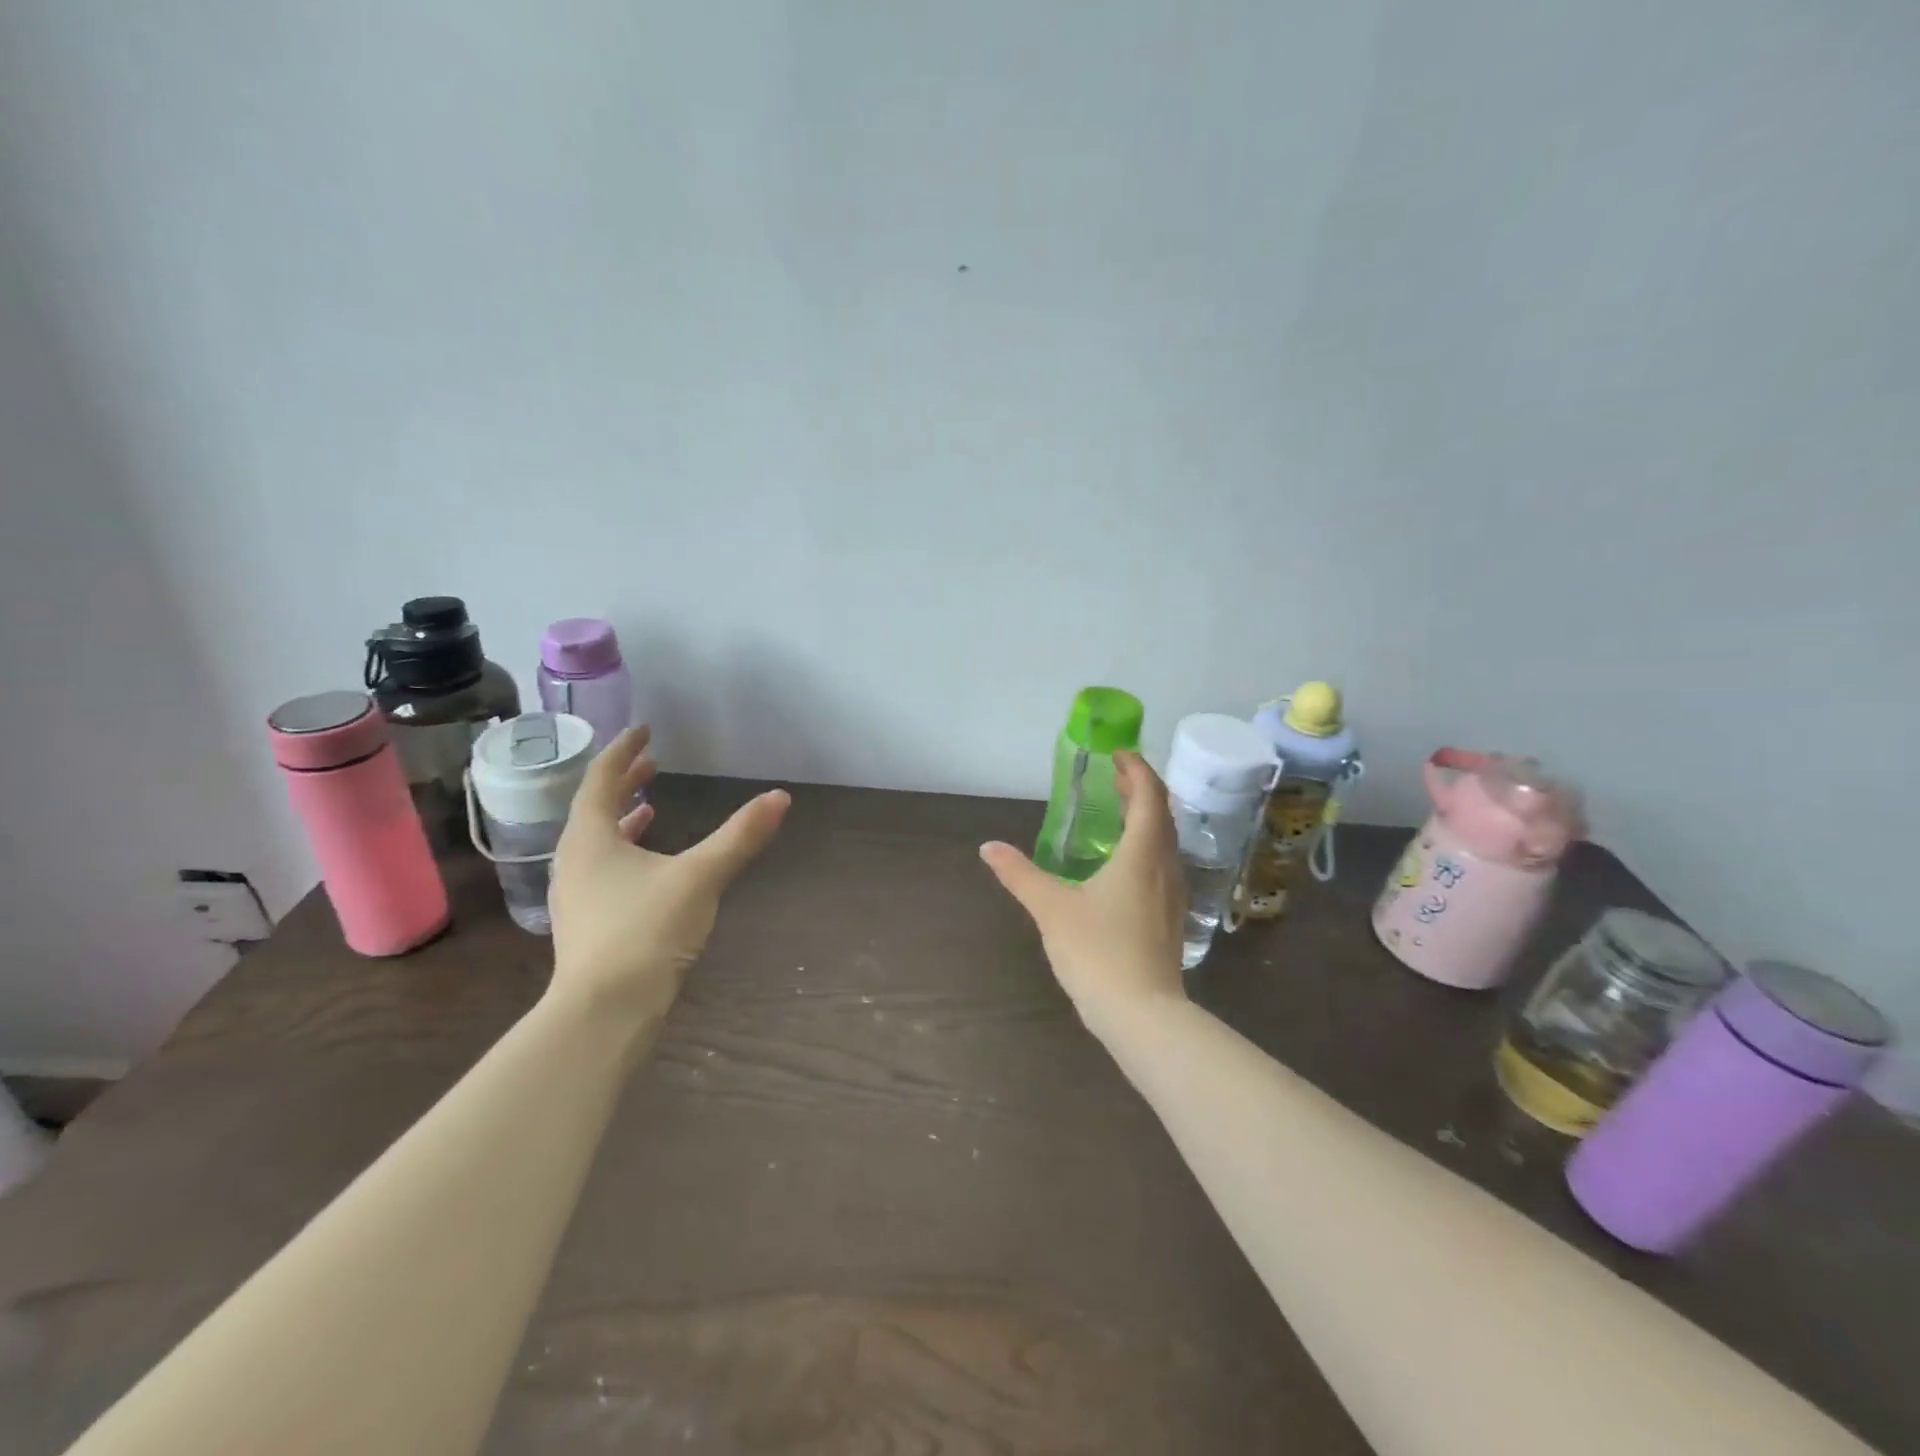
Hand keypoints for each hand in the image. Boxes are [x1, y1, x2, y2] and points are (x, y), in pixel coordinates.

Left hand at [548, 726, 789, 1024]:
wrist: (606, 1013)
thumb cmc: (646, 932)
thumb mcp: (700, 877)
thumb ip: (739, 836)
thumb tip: (779, 798)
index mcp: (589, 839)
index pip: (602, 780)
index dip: (623, 751)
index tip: (645, 731)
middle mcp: (574, 861)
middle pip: (595, 808)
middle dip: (624, 782)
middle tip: (652, 763)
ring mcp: (578, 895)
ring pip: (598, 841)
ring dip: (624, 819)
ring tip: (651, 806)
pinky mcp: (589, 922)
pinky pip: (605, 869)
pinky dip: (627, 852)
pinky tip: (651, 866)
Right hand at [980, 750, 1187, 1031]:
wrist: (1142, 1015)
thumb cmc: (1097, 952)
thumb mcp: (1051, 908)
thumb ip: (1019, 874)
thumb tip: (988, 847)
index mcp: (1141, 853)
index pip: (1149, 795)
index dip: (1136, 769)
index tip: (1118, 754)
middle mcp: (1164, 866)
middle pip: (1161, 814)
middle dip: (1140, 789)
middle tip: (1115, 776)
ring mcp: (1172, 894)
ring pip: (1165, 841)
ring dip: (1145, 817)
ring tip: (1119, 811)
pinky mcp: (1169, 917)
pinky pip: (1162, 863)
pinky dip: (1146, 845)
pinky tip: (1124, 862)